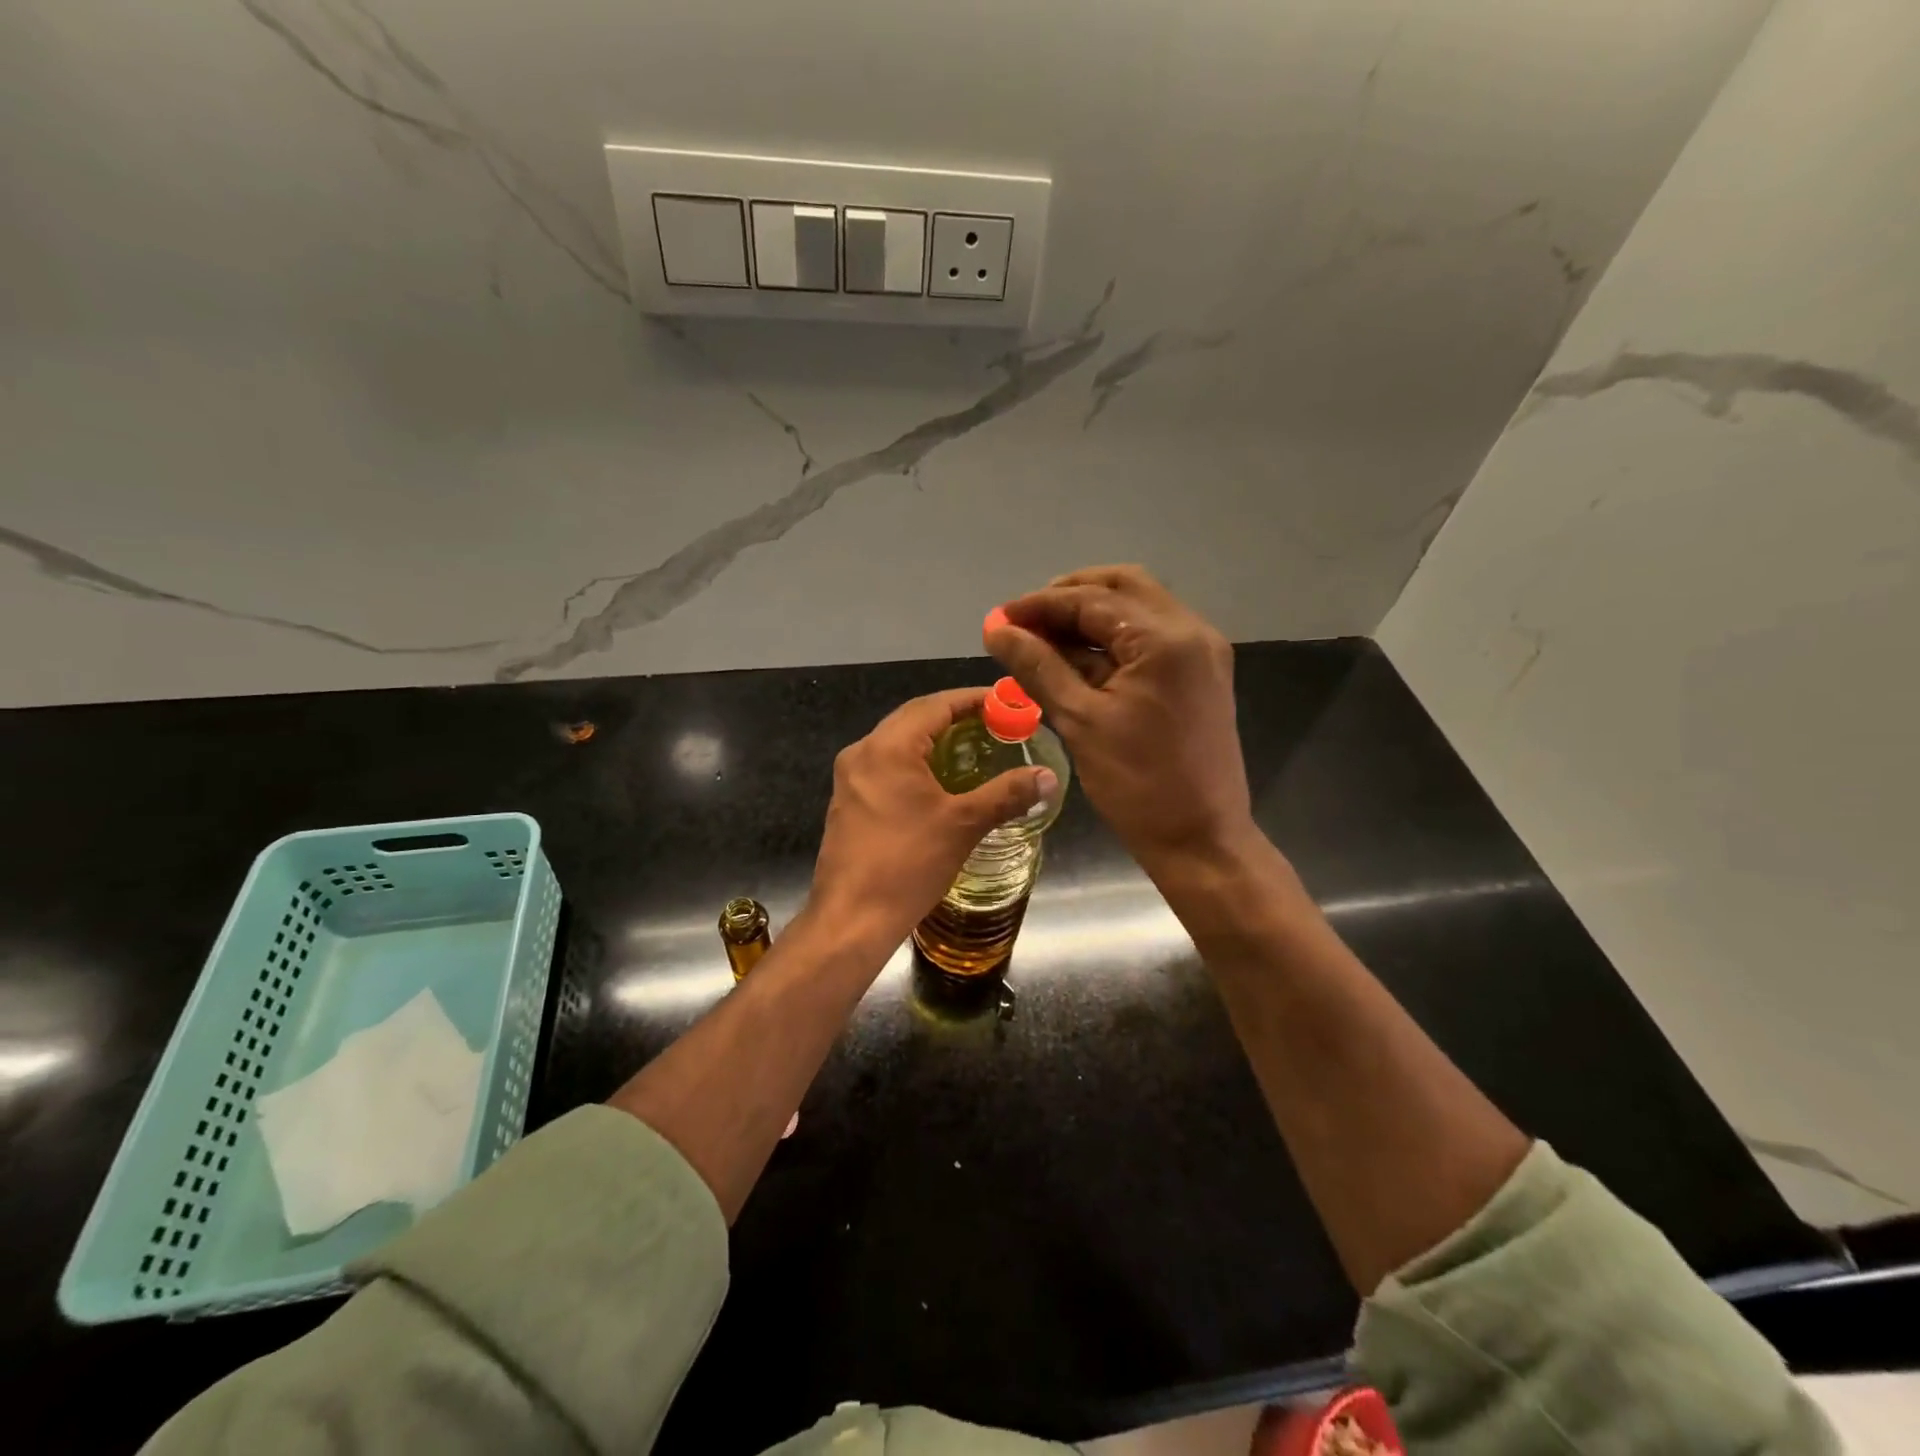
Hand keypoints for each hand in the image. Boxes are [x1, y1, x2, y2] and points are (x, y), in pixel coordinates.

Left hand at [808, 687, 1056, 955]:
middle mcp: (863, 752)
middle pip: (914, 718)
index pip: (936, 705)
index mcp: (888, 747)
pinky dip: (916, 762)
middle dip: (954, 716)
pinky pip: (886, 765)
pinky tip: (939, 781)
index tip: (1006, 702)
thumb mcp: (963, 825)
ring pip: (897, 742)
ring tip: (973, 747)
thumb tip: (1048, 778)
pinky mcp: (847, 801)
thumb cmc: (908, 864)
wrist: (851, 919)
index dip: (972, 699)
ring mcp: (850, 778)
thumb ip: (1006, 794)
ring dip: (934, 739)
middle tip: (995, 723)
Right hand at [985, 565, 1254, 872]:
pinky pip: (1150, 639)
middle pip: (1122, 587)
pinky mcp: (1199, 674)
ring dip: (1090, 618)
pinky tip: (1075, 661)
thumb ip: (1038, 666)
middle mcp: (1191, 631)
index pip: (1092, 600)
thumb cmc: (1138, 784)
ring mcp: (1201, 652)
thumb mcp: (1080, 721)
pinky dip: (1112, 641)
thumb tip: (996, 629)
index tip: (999, 620)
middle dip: (1069, 598)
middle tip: (1026, 623)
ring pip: (1138, 610)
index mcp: (1165, 639)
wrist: (1201, 840)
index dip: (1039, 605)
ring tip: (1042, 642)